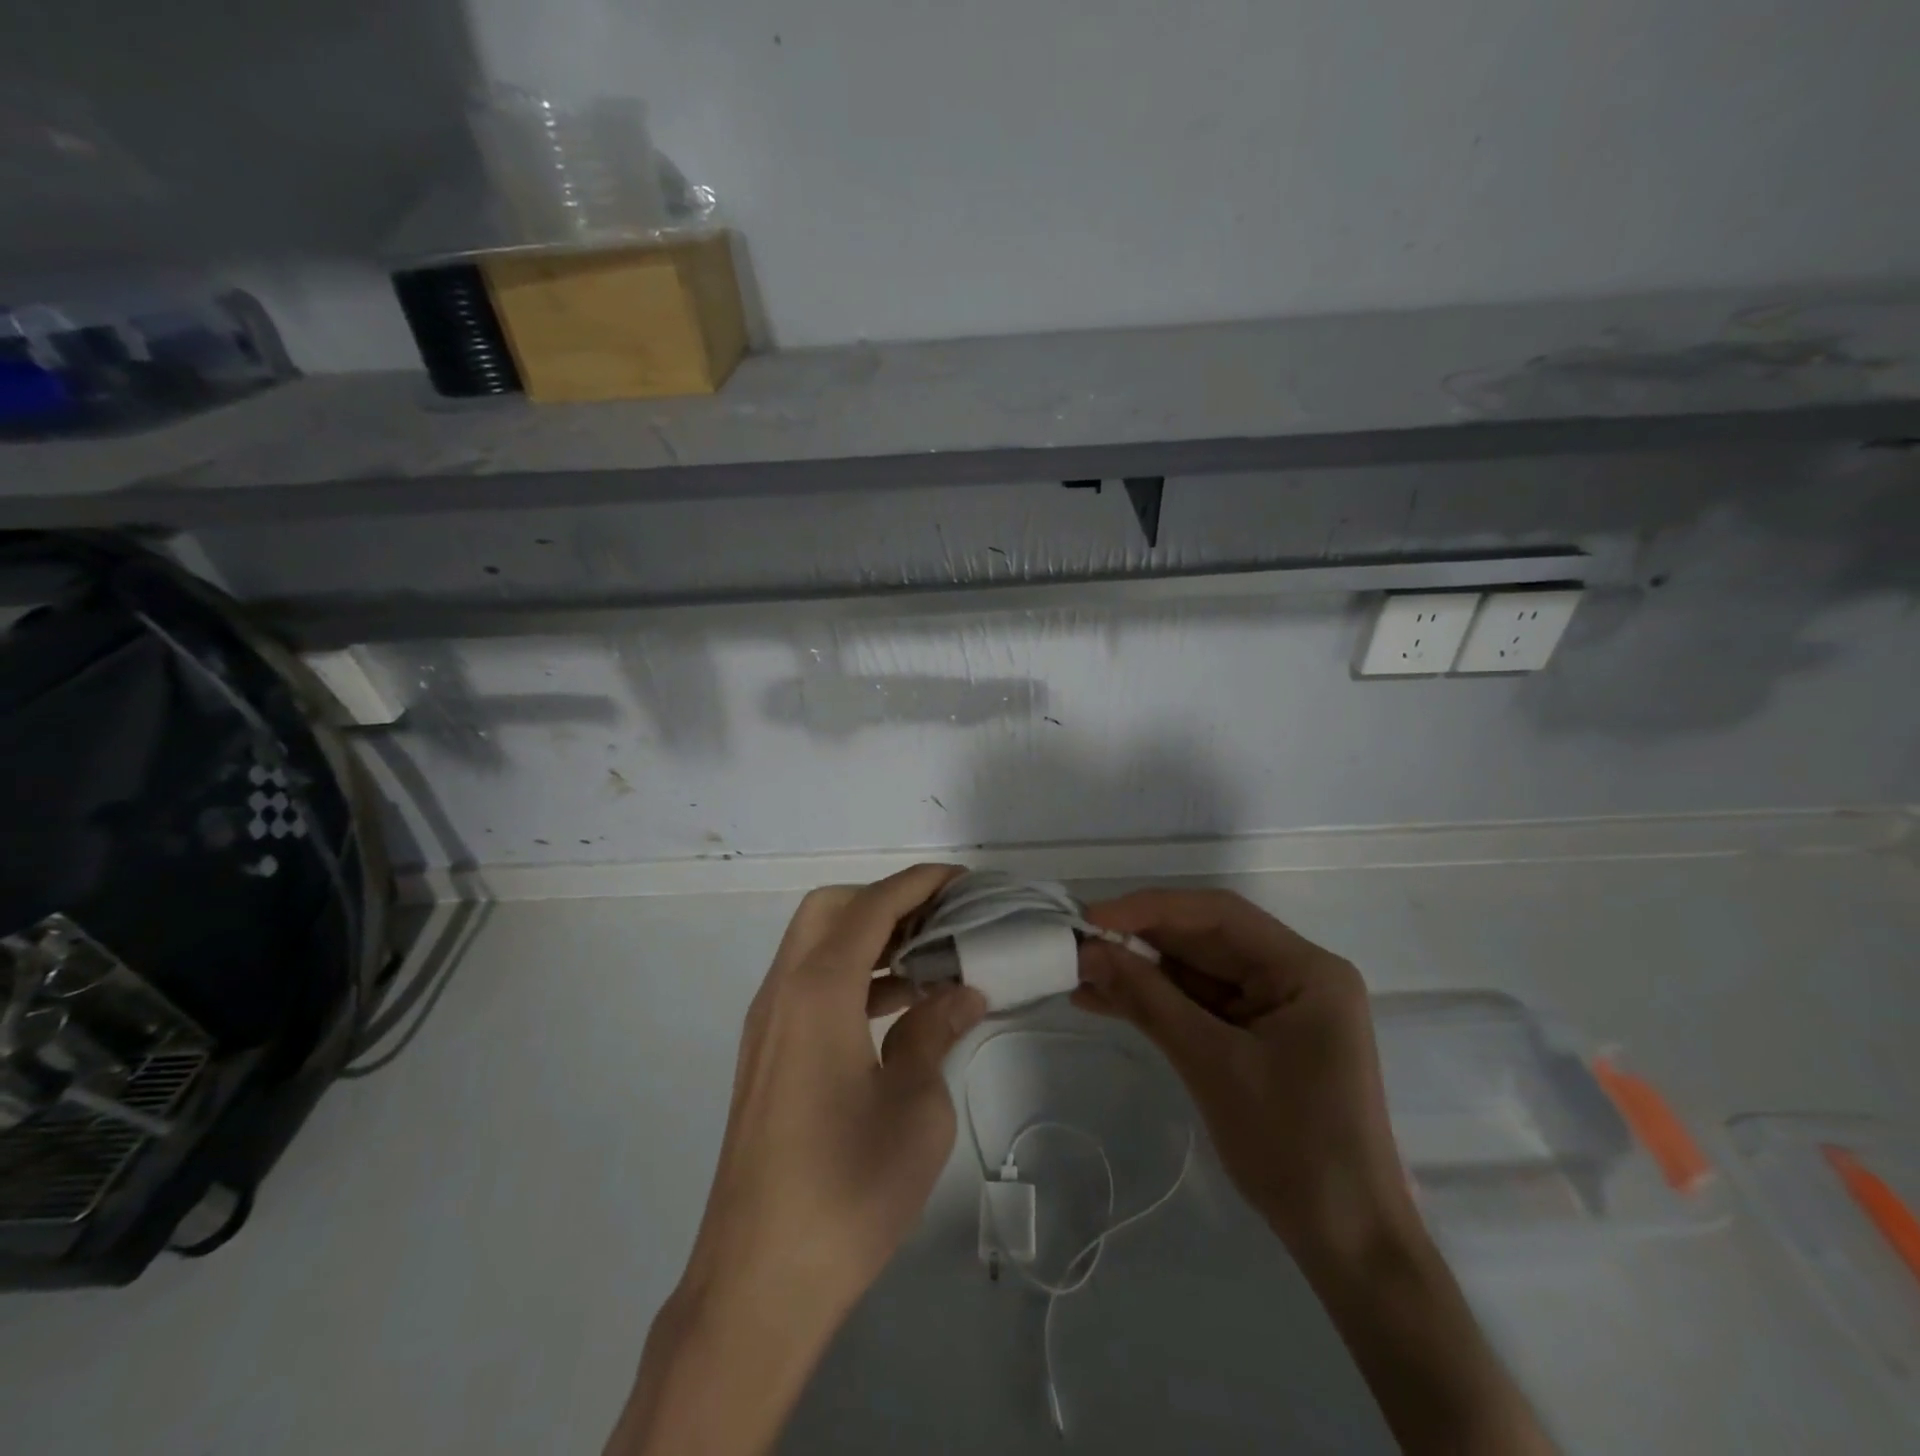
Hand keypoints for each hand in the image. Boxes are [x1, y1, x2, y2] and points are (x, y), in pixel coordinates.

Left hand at [608, 865, 986, 1455]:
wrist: (758, 1281)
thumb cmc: (847, 1190)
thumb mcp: (916, 1108)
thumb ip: (935, 1034)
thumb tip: (960, 993)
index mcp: (818, 992)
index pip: (871, 907)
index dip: (918, 884)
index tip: (961, 881)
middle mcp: (783, 992)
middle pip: (830, 909)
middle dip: (885, 900)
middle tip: (938, 921)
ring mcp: (767, 1024)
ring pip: (815, 945)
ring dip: (867, 938)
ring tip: (927, 960)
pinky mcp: (766, 1054)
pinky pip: (808, 984)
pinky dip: (850, 974)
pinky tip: (894, 1007)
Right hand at [1074, 888, 1415, 1263]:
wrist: (1347, 1243)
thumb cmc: (1293, 1147)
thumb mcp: (1212, 1064)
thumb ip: (1149, 1000)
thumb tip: (1089, 952)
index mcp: (1304, 969)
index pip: (1218, 915)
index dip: (1150, 908)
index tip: (1092, 917)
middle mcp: (1293, 974)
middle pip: (1204, 939)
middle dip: (1139, 941)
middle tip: (1076, 944)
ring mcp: (1275, 1006)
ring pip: (1194, 971)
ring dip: (1139, 973)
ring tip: (1079, 974)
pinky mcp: (1256, 1035)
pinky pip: (1197, 1004)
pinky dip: (1154, 1003)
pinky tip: (1105, 1001)